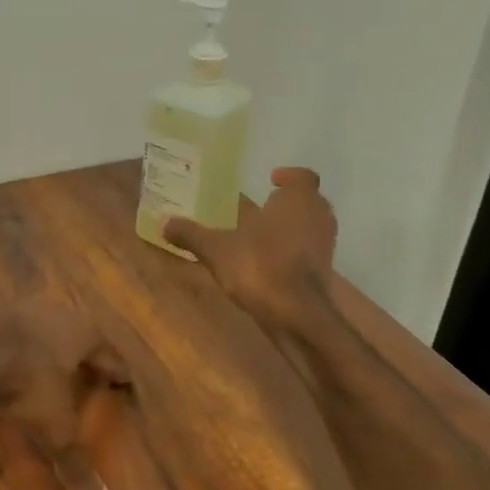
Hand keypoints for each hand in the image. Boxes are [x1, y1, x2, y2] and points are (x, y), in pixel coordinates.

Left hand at [0, 300, 129, 489]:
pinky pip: (11, 333)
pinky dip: (15, 349)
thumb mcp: (53, 427)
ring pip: (44, 331)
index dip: (118, 375)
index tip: (124, 387)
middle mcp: (59, 313)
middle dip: (82, 359)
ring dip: (47, 350)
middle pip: (79, 337)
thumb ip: (75, 463)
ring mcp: (22, 308)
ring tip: (48, 372)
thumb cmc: (26, 382)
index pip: (111, 356)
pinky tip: (9, 364)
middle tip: (88, 379)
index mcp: (85, 333)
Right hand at [164, 167, 338, 331]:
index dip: (289, 176)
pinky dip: (294, 250)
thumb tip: (164, 222)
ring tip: (263, 234)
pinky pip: (309, 250)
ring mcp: (325, 245)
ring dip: (292, 226)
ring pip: (311, 226)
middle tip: (263, 207)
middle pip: (309, 201)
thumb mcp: (216, 249)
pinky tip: (270, 260)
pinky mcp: (324, 270)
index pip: (303, 177)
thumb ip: (192, 234)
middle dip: (288, 202)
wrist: (296, 313)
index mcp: (297, 200)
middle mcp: (318, 216)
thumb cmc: (259, 266)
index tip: (272, 180)